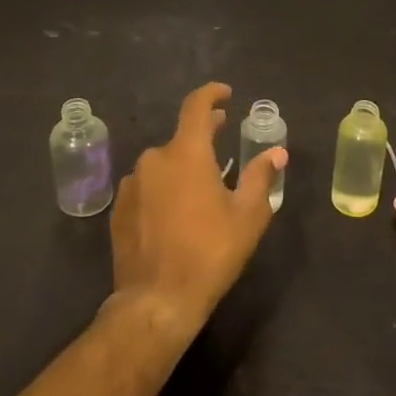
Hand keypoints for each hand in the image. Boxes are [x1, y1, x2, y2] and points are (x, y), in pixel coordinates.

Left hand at [108, 82, 284, 344]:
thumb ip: (260, 177)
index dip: (212, 94)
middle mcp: (154, 159)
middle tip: (222, 136)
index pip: (196, 106)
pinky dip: (163, 189)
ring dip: (182, 167)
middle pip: (181, 137)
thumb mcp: (247, 216)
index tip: (226, 94)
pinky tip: (175, 213)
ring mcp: (132, 185)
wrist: (157, 301)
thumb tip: (276, 153)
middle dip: (203, 134)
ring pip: (163, 164)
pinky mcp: (119, 210)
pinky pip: (146, 188)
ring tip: (201, 187)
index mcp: (187, 153)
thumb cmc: (210, 252)